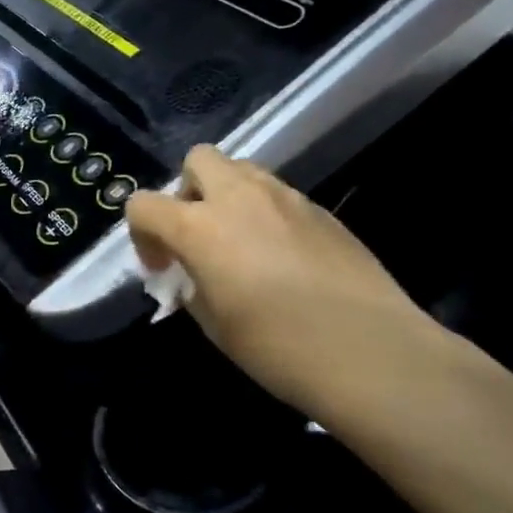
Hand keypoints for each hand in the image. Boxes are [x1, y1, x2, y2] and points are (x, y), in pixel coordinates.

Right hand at [125, 146, 443, 420]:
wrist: (370, 352)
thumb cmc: (277, 348)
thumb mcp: (214, 324)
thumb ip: (191, 286)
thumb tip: (192, 274)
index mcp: (200, 227)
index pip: (144, 204)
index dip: (142, 234)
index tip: (162, 268)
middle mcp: (240, 197)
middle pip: (198, 160)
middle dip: (187, 192)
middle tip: (198, 236)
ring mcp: (286, 198)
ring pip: (242, 171)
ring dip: (227, 197)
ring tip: (240, 246)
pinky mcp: (322, 210)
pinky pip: (278, 196)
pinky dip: (265, 214)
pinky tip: (283, 259)